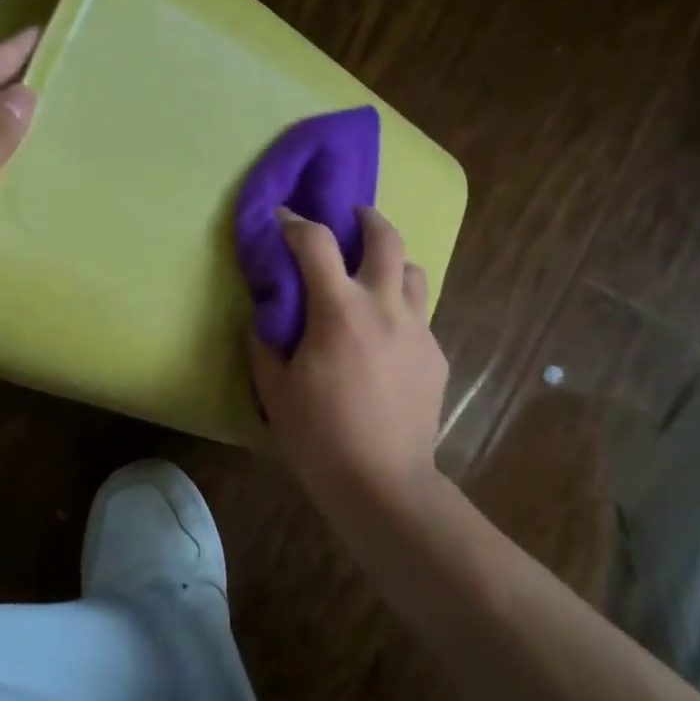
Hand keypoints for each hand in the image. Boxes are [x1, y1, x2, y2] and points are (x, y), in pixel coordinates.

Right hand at [246, 206, 448, 500]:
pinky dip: (400, 308)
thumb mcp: (275, 392)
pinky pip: (420, 314)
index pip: (316, 243)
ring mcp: (417, 329)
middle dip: (366, 218)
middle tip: (351, 217)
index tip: (282, 219)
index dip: (295, 223)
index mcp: (339, 311)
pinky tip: (387, 336)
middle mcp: (384, 307)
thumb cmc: (320, 437)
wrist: (384, 482)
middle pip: (386, 238)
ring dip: (392, 262)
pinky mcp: (435, 354)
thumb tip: (264, 318)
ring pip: (414, 271)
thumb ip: (264, 345)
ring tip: (374, 275)